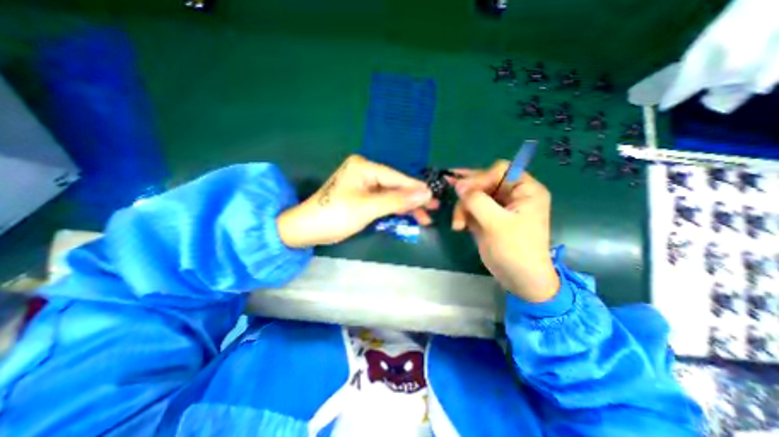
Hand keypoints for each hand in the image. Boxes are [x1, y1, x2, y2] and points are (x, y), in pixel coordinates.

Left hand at [278, 156, 436, 247]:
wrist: (307, 229)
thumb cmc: (335, 215)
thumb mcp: (368, 208)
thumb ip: (397, 200)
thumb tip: (425, 193)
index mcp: (364, 167)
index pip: (396, 177)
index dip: (416, 189)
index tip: (434, 197)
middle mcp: (365, 171)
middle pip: (395, 186)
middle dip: (412, 199)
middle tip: (432, 210)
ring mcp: (364, 184)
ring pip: (391, 195)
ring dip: (406, 206)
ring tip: (424, 217)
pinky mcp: (362, 196)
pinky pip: (383, 201)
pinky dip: (394, 209)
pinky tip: (408, 215)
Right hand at [450, 163, 560, 301]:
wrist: (518, 279)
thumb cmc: (515, 250)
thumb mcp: (496, 223)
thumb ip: (476, 200)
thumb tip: (457, 183)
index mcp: (525, 190)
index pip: (500, 170)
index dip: (481, 177)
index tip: (465, 191)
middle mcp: (512, 195)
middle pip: (483, 182)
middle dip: (467, 194)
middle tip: (454, 201)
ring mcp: (498, 207)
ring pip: (473, 195)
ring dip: (462, 208)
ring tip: (458, 225)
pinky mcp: (487, 217)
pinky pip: (470, 208)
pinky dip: (462, 215)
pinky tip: (459, 226)